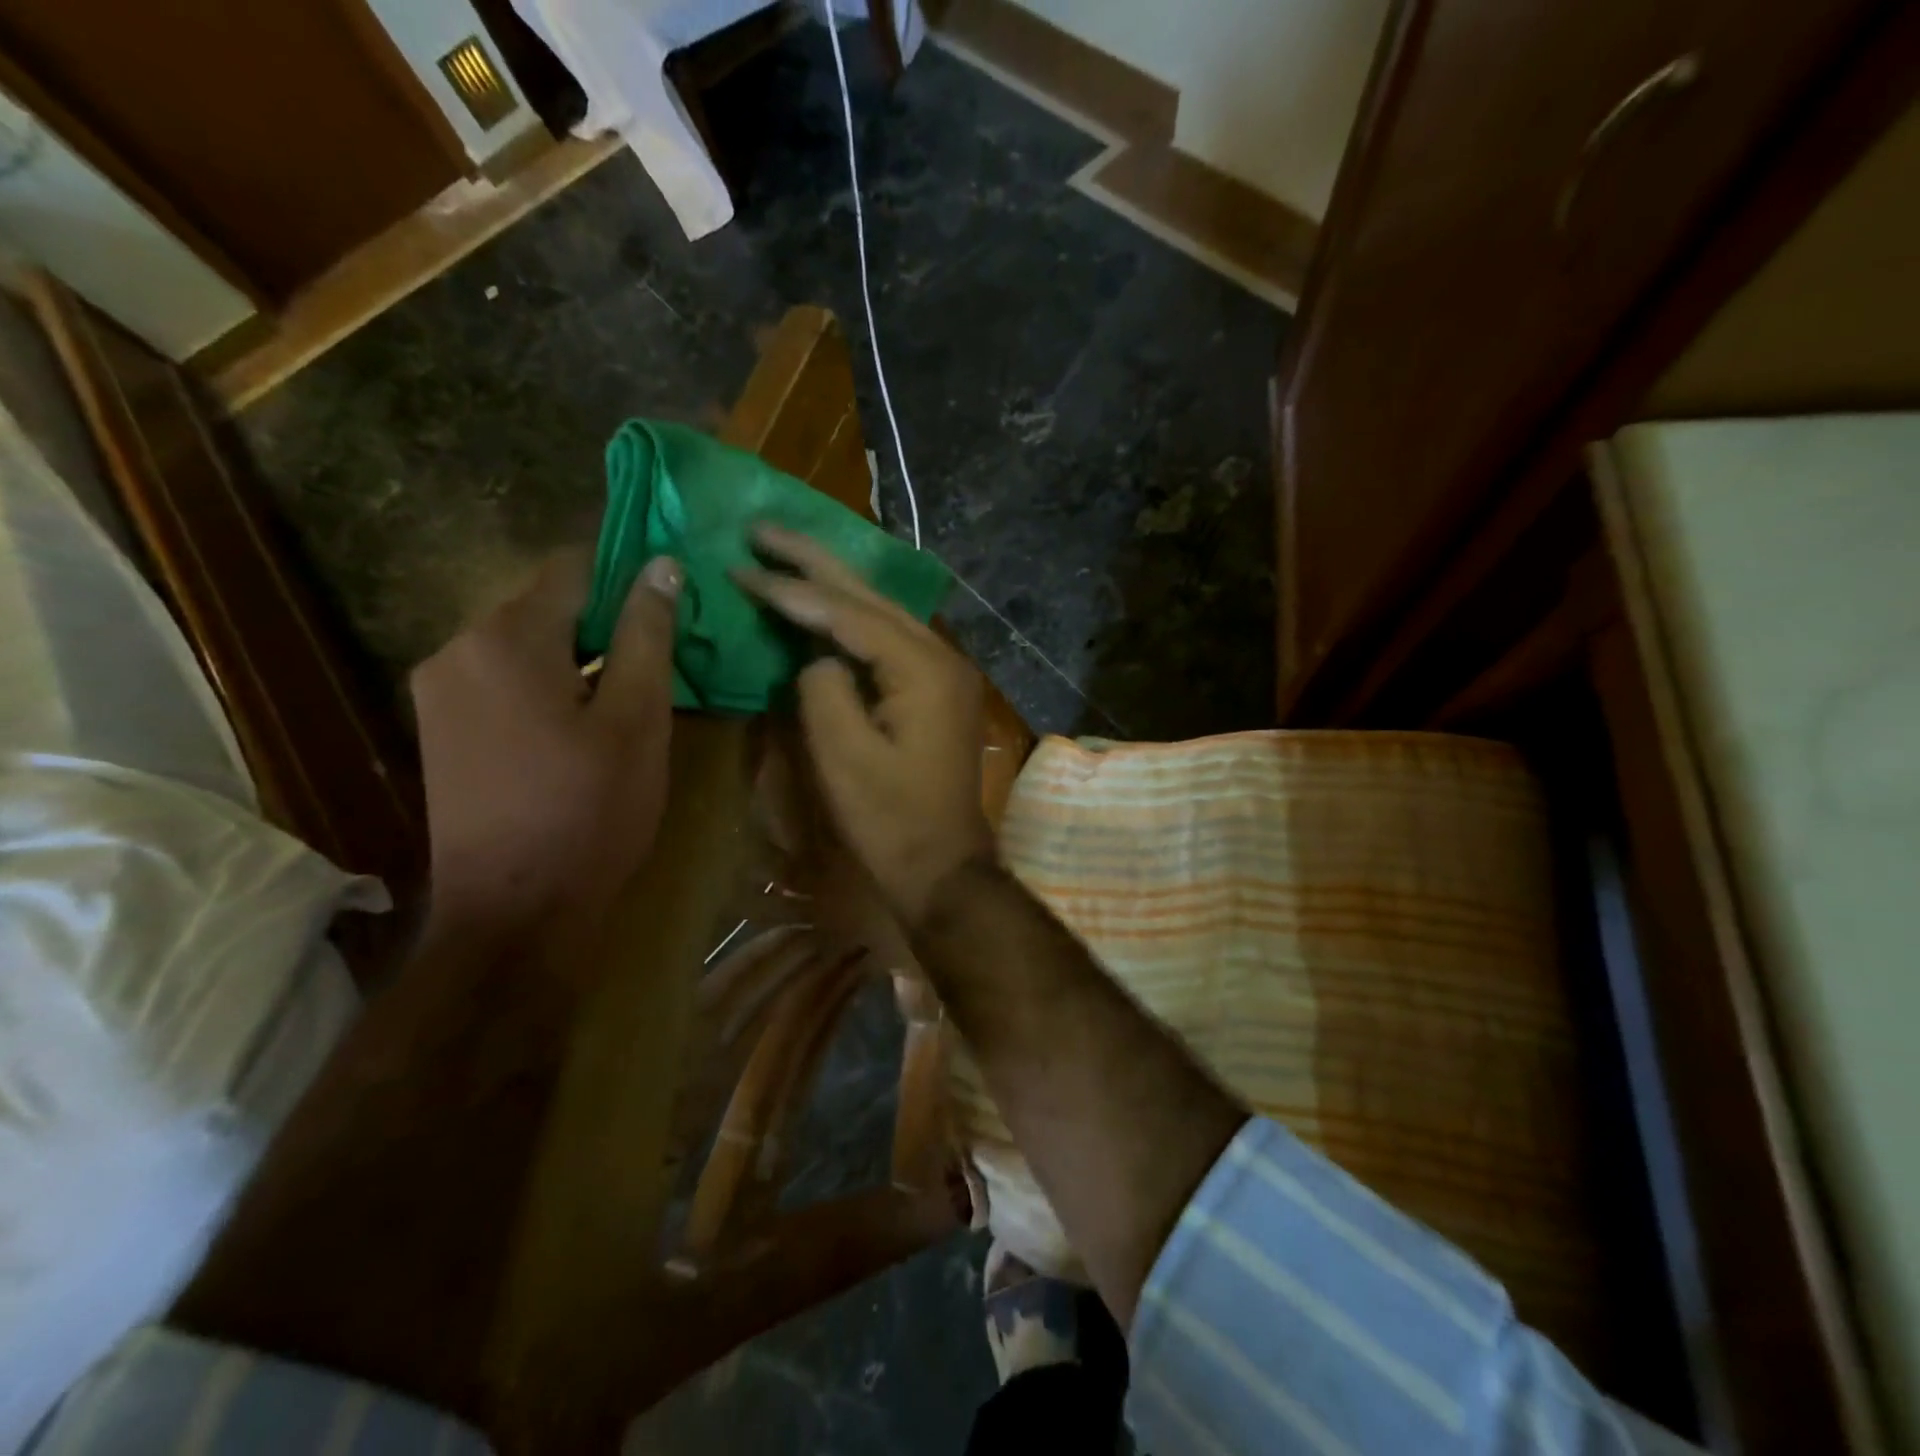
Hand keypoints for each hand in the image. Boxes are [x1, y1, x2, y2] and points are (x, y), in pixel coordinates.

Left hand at [410, 550, 682, 936]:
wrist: (512, 913)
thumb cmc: (590, 811)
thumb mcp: (637, 719)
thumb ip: (646, 634)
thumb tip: (660, 564)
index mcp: (508, 637)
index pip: (575, 567)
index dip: (628, 577)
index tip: (670, 610)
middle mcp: (458, 647)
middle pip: (547, 606)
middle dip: (605, 625)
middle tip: (658, 670)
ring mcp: (439, 690)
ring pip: (526, 645)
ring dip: (577, 659)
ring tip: (623, 705)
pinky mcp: (439, 727)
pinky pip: (503, 679)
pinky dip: (546, 686)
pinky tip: (577, 732)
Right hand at [734, 523, 991, 926]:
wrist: (942, 865)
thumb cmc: (889, 819)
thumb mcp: (842, 756)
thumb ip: (822, 688)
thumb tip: (816, 657)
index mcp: (921, 668)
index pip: (847, 612)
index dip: (791, 588)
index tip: (741, 563)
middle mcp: (940, 656)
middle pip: (870, 594)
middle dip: (814, 559)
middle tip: (762, 527)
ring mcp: (944, 671)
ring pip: (883, 609)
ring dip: (835, 580)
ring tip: (787, 550)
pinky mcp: (936, 689)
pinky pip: (890, 637)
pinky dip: (853, 616)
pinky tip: (828, 601)